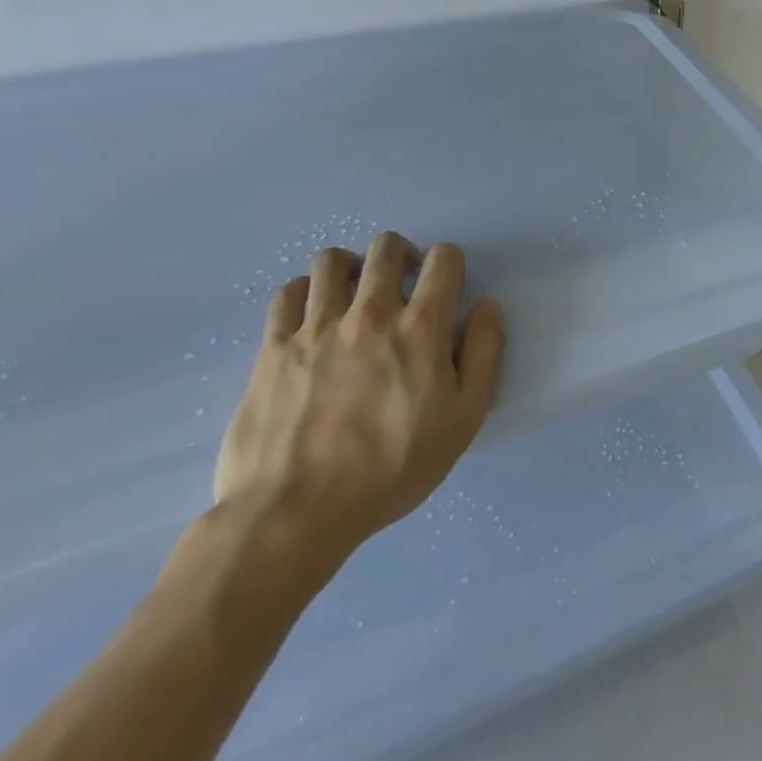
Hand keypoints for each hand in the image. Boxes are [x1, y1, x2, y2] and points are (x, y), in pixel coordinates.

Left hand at [212, 232, 504, 581]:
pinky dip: (304, 293)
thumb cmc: (391, 469)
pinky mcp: (273, 347)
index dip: (449, 263)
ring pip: (332, 261)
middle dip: (401, 254)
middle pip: (386, 247)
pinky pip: (288, 293)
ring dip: (351, 267)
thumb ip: (483, 355)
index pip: (444, 260)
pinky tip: (311, 316)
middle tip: (401, 283)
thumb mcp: (463, 420)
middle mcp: (370, 313)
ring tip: (353, 294)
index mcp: (420, 327)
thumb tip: (487, 306)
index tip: (444, 286)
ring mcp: (316, 327)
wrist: (294, 513)